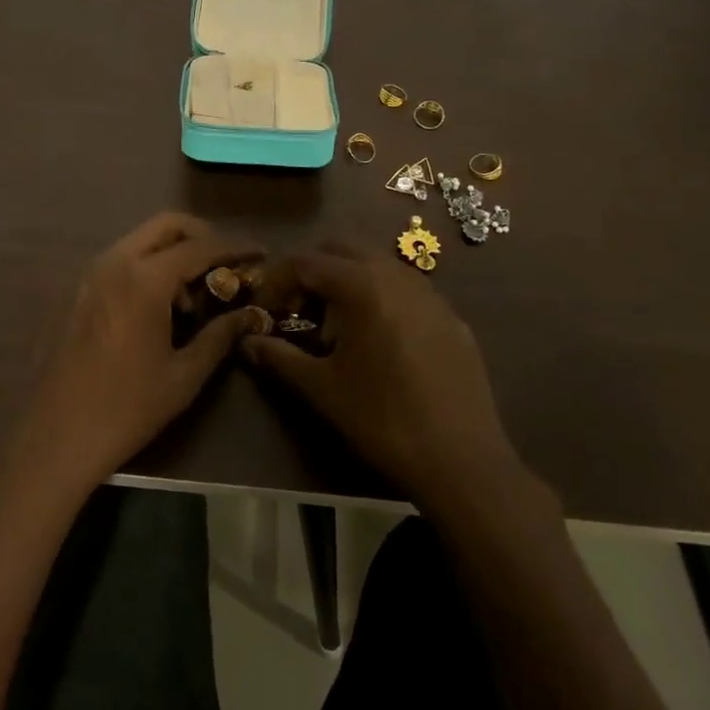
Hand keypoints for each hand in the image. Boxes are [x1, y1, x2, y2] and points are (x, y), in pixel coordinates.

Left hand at [12, 213, 267, 494]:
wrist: (58, 436)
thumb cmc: (127, 408)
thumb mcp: (184, 375)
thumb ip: (220, 335)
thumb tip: (251, 314)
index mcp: (144, 280)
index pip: (200, 247)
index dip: (234, 248)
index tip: (260, 254)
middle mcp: (116, 263)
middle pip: (167, 225)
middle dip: (202, 236)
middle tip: (226, 264)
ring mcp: (93, 274)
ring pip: (143, 239)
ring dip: (174, 252)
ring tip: (194, 296)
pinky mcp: (81, 291)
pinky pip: (124, 259)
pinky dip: (150, 265)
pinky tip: (162, 307)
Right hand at [243, 241, 520, 506]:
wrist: (462, 459)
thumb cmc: (383, 418)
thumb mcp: (323, 388)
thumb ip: (280, 357)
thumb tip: (247, 342)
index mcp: (362, 284)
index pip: (305, 262)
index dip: (277, 282)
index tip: (264, 312)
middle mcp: (396, 274)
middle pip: (341, 251)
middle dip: (311, 274)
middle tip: (296, 311)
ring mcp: (429, 292)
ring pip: (376, 266)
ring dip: (346, 283)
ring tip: (334, 329)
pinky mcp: (450, 316)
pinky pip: (404, 290)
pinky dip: (379, 299)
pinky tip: (378, 344)